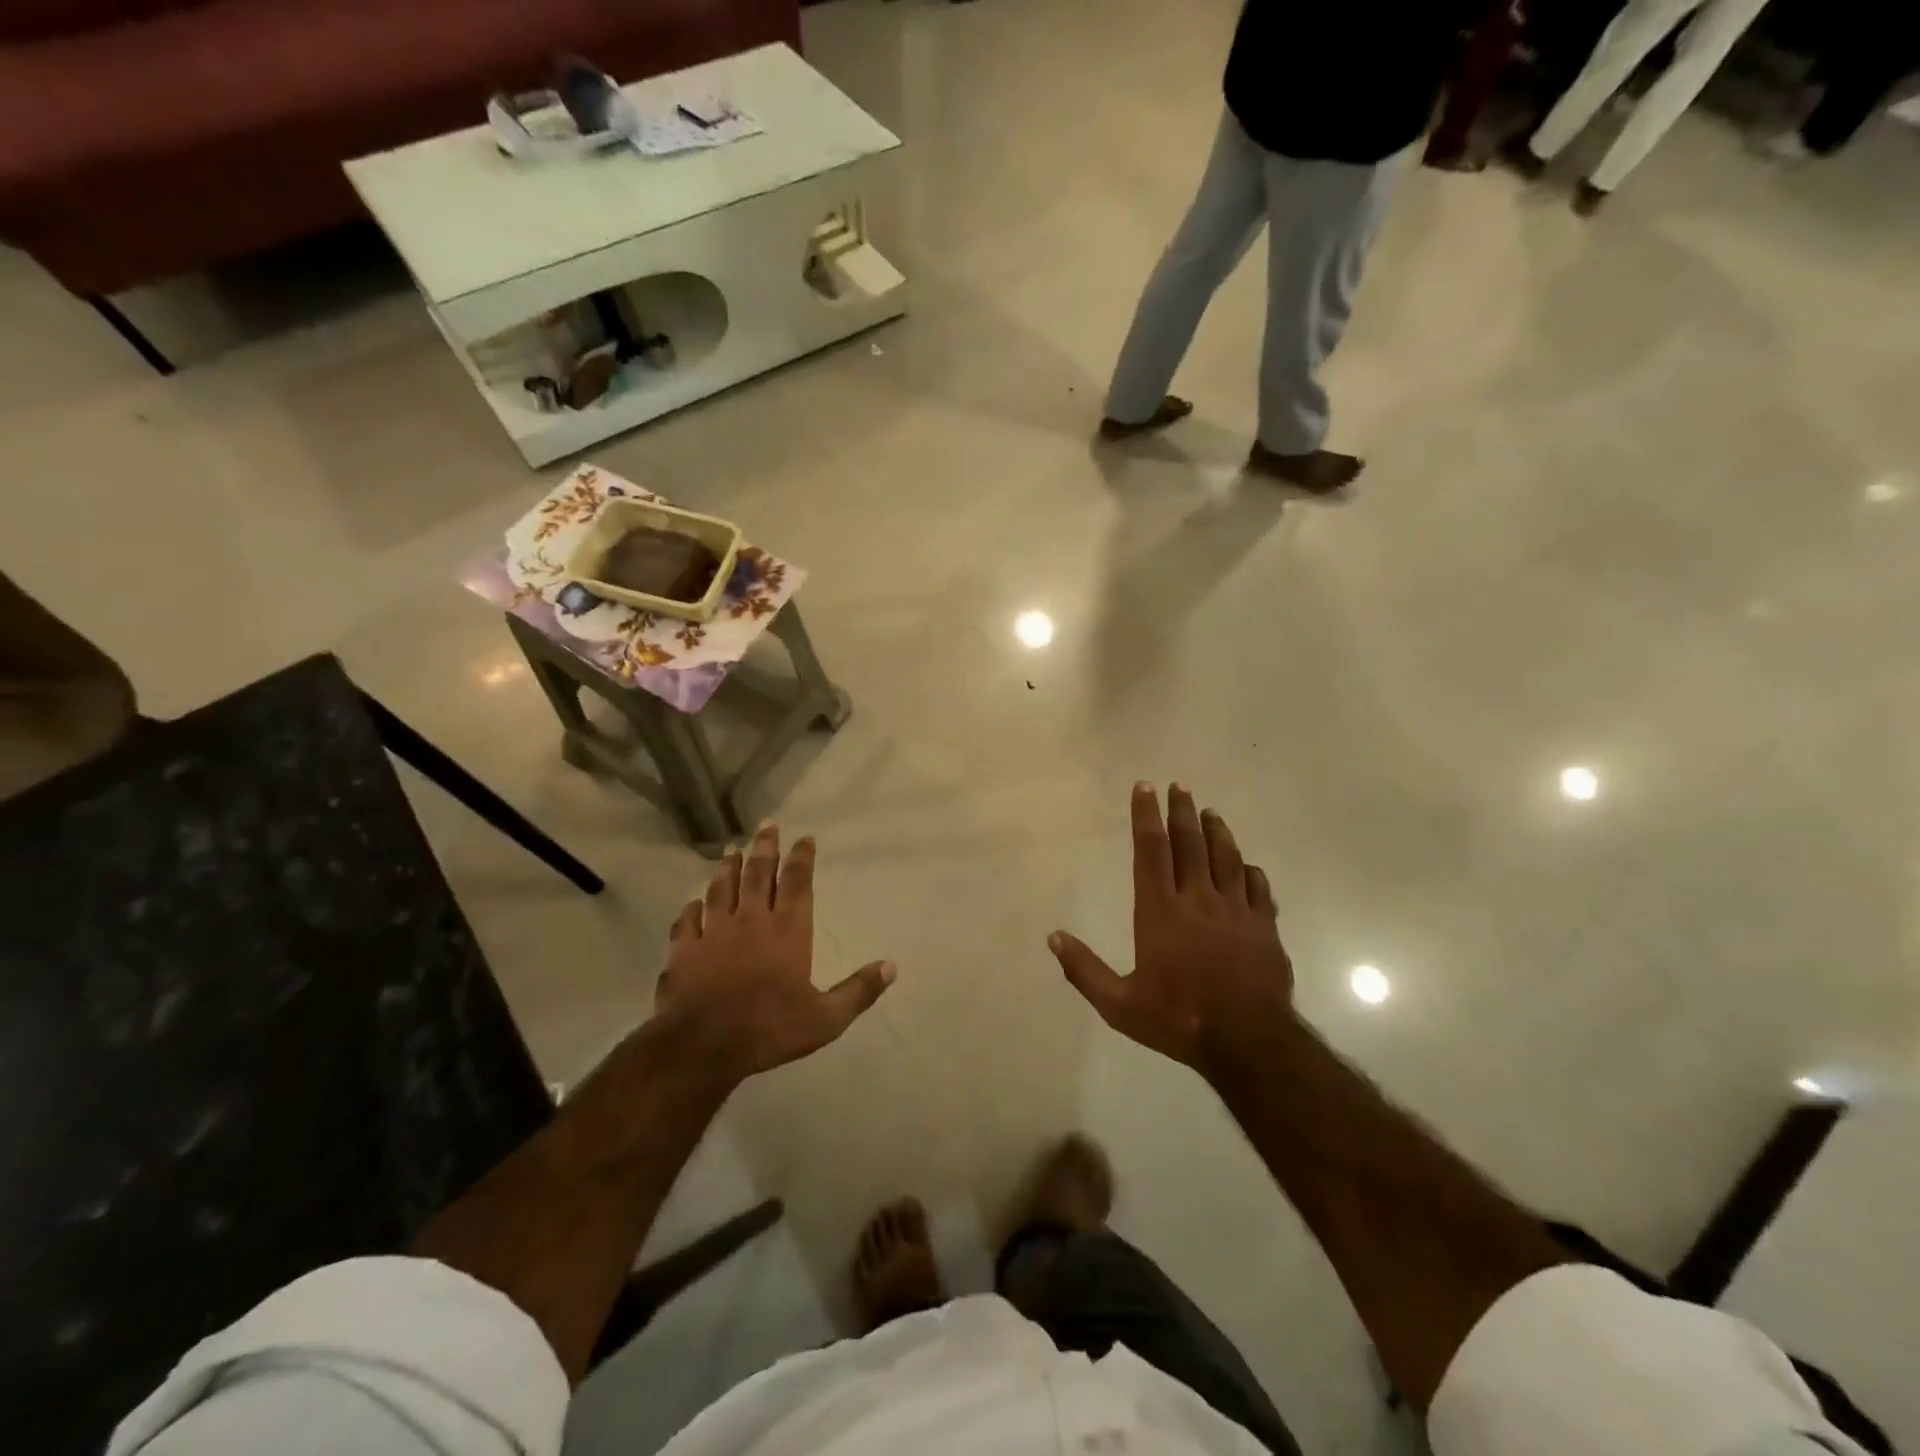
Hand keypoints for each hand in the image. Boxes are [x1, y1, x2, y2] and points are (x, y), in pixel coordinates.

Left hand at [657, 824, 894, 1085]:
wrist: (703, 1046)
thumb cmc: (770, 1028)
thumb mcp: (826, 1018)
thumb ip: (859, 990)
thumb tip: (891, 966)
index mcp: (788, 930)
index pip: (798, 883)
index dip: (802, 858)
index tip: (805, 838)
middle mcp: (751, 921)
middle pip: (759, 874)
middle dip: (765, 848)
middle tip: (766, 825)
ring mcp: (713, 933)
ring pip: (722, 890)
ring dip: (728, 869)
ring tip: (731, 851)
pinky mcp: (684, 951)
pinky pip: (687, 922)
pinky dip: (691, 909)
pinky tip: (692, 903)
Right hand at [1049, 783, 1292, 1076]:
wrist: (1248, 1043)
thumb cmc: (1178, 1019)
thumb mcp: (1119, 1005)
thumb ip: (1084, 970)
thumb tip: (1053, 937)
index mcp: (1160, 912)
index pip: (1150, 851)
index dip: (1145, 816)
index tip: (1144, 787)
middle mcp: (1198, 900)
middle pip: (1190, 844)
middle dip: (1182, 811)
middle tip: (1180, 785)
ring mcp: (1236, 911)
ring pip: (1226, 858)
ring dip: (1217, 832)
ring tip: (1210, 812)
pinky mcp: (1264, 927)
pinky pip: (1258, 889)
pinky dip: (1250, 871)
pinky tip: (1248, 865)